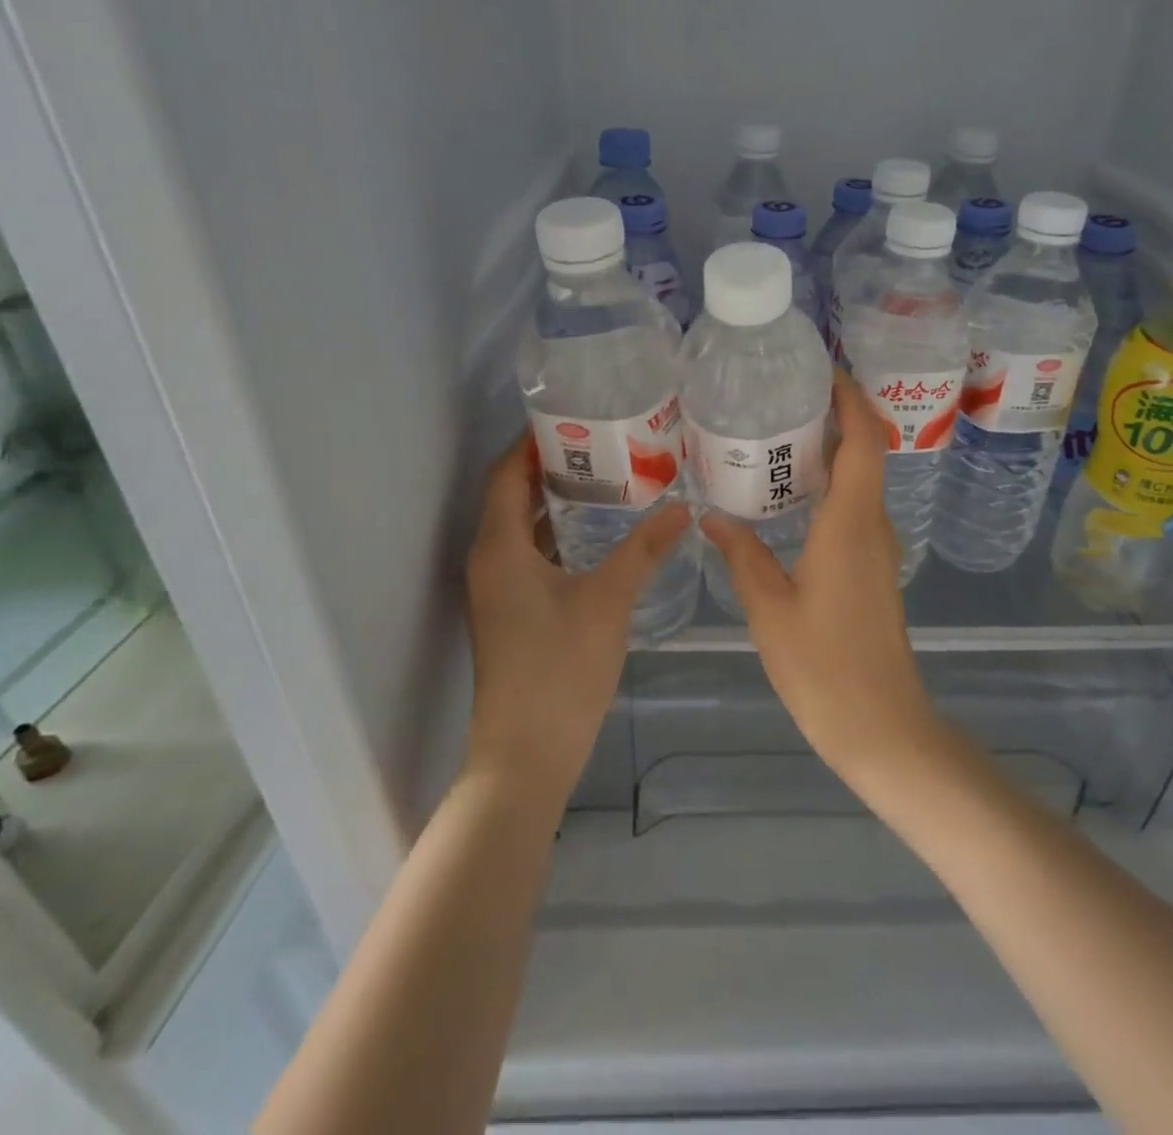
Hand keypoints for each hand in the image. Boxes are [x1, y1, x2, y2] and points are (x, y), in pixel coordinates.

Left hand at [465, 433, 690, 803]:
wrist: (525, 755)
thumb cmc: (559, 669)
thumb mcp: (607, 601)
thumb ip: (643, 550)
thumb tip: (683, 508)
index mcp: (499, 547)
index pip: (507, 474)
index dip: (532, 442)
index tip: (572, 416)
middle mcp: (489, 560)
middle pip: (512, 496)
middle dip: (550, 466)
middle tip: (601, 443)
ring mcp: (497, 590)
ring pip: (521, 527)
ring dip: (554, 501)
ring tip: (605, 477)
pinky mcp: (511, 612)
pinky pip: (529, 554)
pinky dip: (556, 534)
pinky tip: (596, 534)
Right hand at [702, 370, 942, 786]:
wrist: (882, 727)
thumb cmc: (823, 667)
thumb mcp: (768, 608)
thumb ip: (741, 555)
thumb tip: (711, 516)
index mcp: (851, 523)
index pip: (864, 440)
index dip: (851, 398)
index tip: (824, 369)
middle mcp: (873, 525)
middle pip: (867, 451)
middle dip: (837, 414)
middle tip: (786, 395)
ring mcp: (877, 548)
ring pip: (862, 480)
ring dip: (834, 449)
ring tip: (781, 433)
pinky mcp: (873, 569)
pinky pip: (856, 507)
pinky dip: (832, 484)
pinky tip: (792, 495)